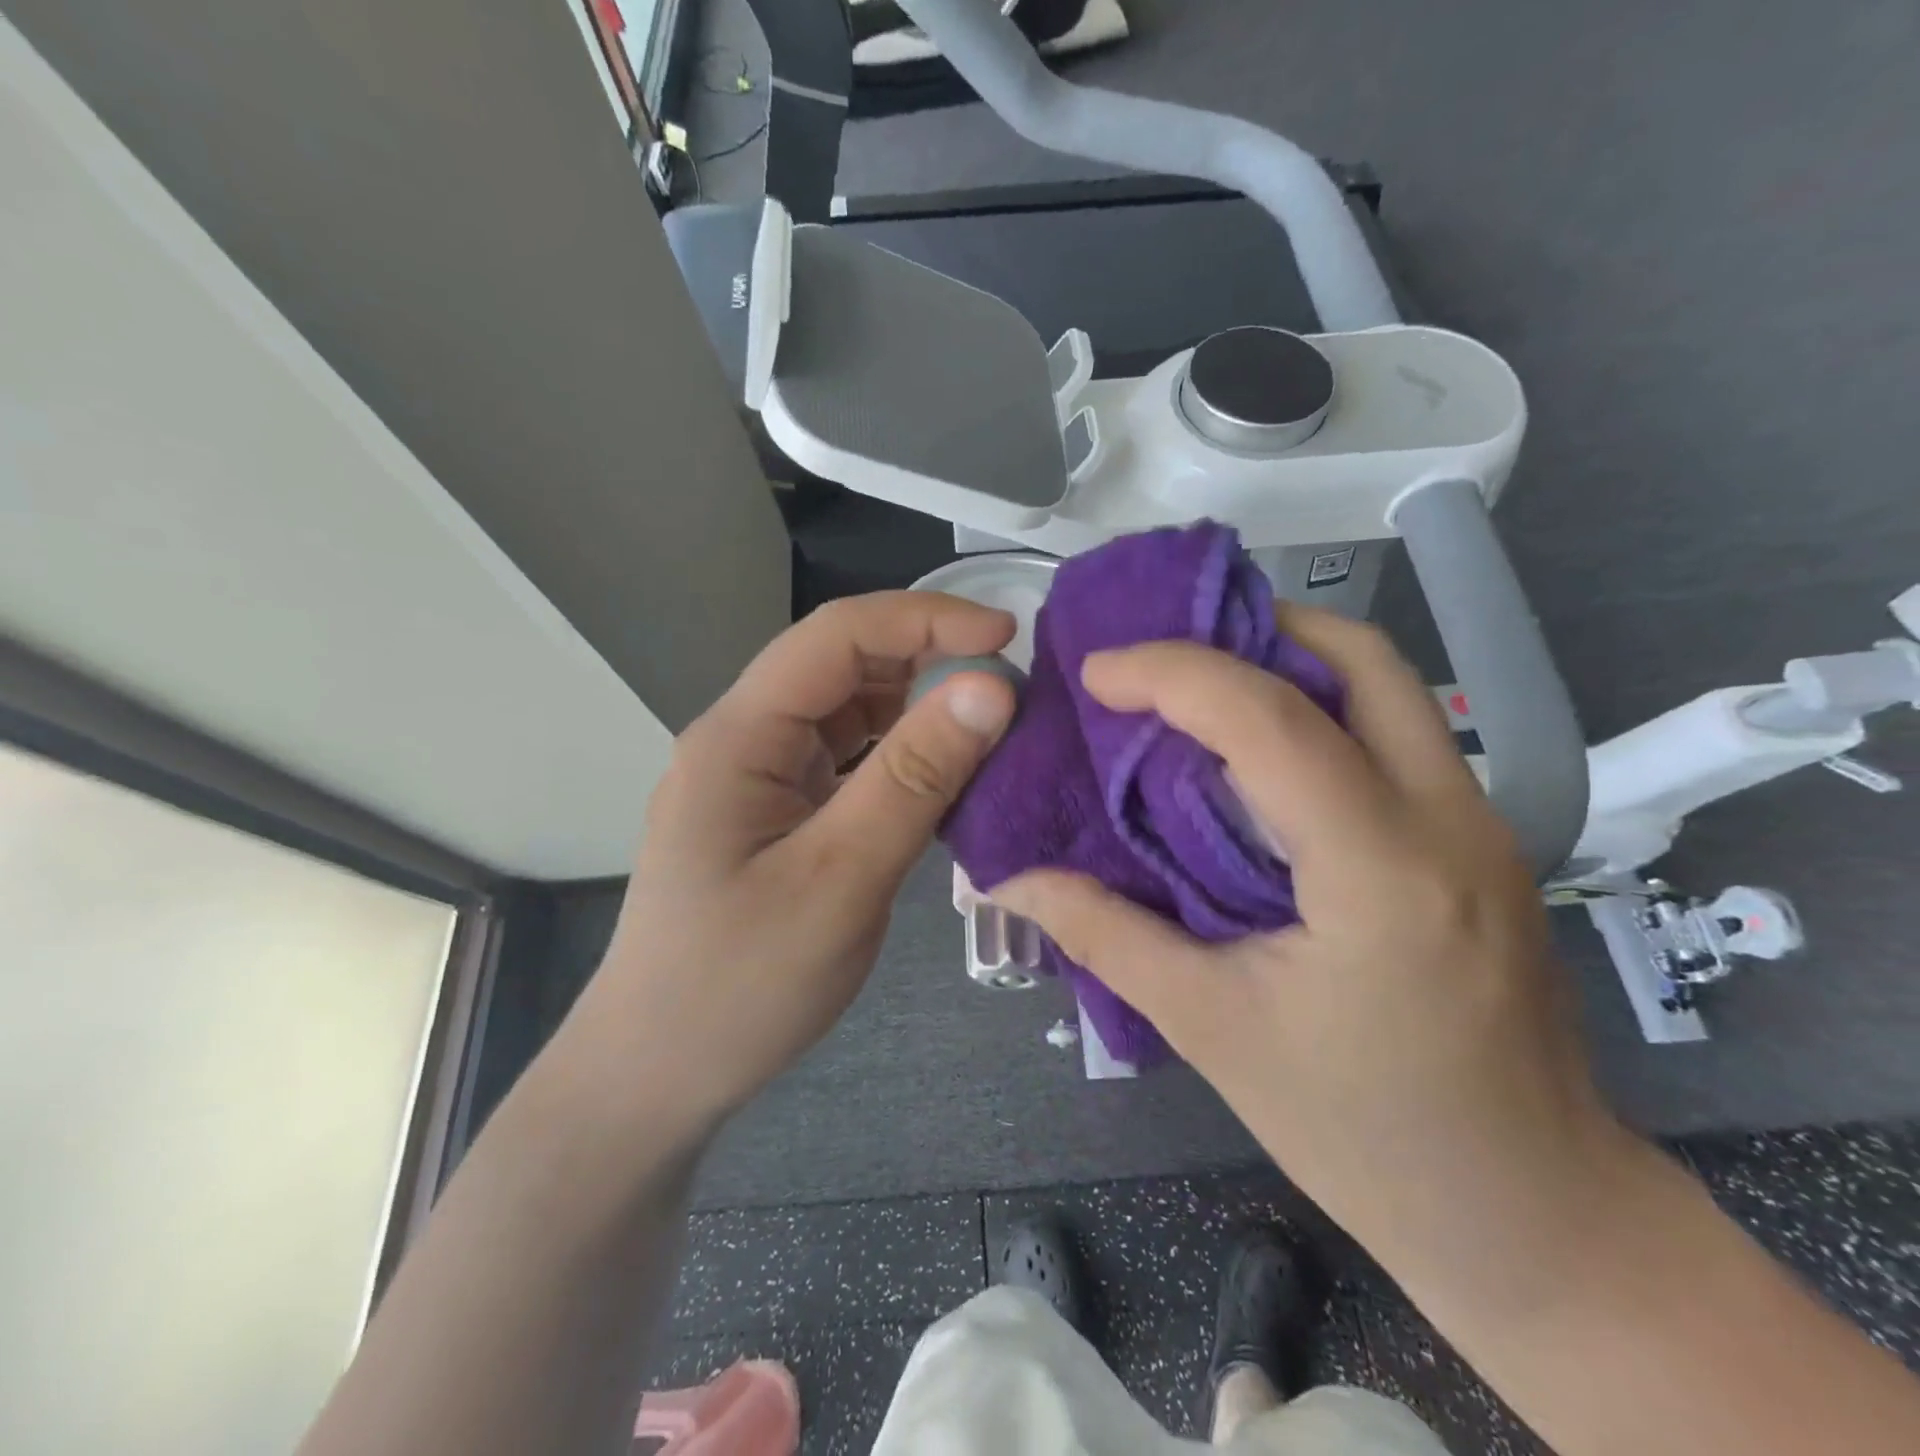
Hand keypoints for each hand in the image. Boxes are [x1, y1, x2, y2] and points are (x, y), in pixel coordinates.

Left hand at [586, 592, 1016, 1133]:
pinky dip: (898, 756)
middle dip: (926, 660)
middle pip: (840, 666)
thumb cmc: (741, 985)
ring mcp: (757, 777)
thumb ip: (914, 778)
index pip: (836, 636)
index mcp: (739, 736)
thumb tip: (989, 688)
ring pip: (846, 712)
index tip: (1006, 636)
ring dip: (915, 708)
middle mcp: (743, 739)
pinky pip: (845, 759)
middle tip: (1008, 689)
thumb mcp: (841, 879)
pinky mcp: (775, 812)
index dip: (925, 619)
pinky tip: (941, 776)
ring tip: (987, 728)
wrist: (660, 1072)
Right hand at [995, 605, 1632, 1293]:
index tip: (1097, 672)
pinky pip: (1393, 736)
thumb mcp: (1211, 1030)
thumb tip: (1010, 878)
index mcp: (1381, 870)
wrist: (1535, 1218)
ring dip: (1287, 665)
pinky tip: (1253, 760)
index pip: (1270, 720)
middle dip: (1250, 629)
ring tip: (1196, 691)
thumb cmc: (1363, 1134)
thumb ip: (1105, 934)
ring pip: (1387, 688)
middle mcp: (1449, 820)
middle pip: (1360, 659)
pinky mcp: (1481, 844)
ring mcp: (1482, 826)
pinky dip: (1317, 713)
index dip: (1171, 674)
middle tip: (1160, 656)